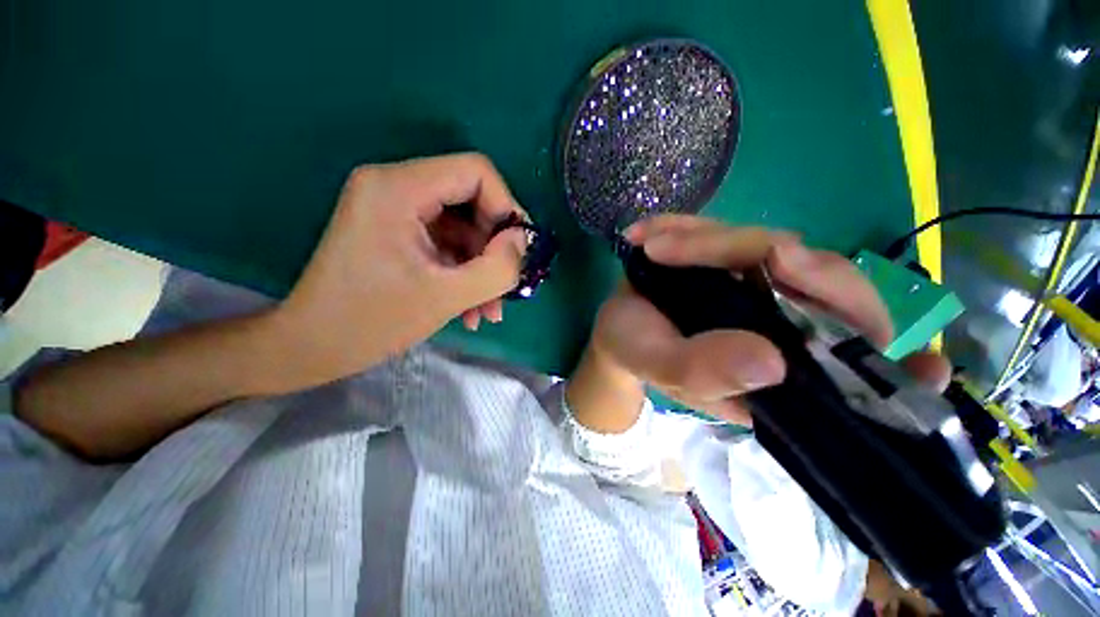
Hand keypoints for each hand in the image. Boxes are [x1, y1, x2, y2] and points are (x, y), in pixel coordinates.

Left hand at [267, 153, 528, 388]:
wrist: (312, 346)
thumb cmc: (372, 321)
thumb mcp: (446, 297)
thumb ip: (498, 268)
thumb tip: (522, 242)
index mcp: (398, 188)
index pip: (476, 171)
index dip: (505, 208)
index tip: (515, 251)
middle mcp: (394, 186)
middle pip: (471, 199)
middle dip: (493, 246)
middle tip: (504, 286)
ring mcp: (394, 208)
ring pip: (462, 227)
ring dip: (481, 267)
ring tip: (488, 310)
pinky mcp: (396, 230)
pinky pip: (446, 242)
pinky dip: (463, 272)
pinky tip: (470, 308)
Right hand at [589, 215, 948, 423]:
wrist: (617, 327)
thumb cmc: (635, 352)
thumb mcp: (656, 366)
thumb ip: (700, 372)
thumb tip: (770, 361)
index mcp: (777, 375)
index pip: (860, 371)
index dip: (899, 367)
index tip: (922, 365)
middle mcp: (788, 331)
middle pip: (834, 290)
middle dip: (786, 263)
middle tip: (739, 250)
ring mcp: (767, 289)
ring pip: (782, 249)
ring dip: (712, 240)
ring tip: (653, 244)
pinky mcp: (739, 261)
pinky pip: (732, 232)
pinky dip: (690, 227)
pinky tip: (648, 232)